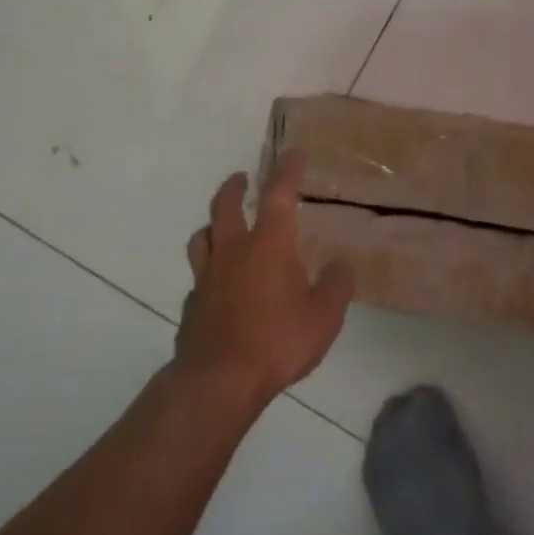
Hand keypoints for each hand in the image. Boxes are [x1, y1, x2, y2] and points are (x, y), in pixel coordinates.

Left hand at [177, 152, 354, 406]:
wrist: (219, 380)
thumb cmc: (278, 341)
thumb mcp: (324, 316)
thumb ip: (336, 286)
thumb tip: (341, 265)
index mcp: (269, 246)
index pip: (278, 195)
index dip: (286, 171)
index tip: (292, 153)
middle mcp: (234, 252)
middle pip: (225, 206)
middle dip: (236, 187)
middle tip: (243, 178)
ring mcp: (207, 277)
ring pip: (202, 236)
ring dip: (212, 223)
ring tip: (221, 224)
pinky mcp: (192, 304)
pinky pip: (199, 275)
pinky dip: (209, 268)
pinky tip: (217, 282)